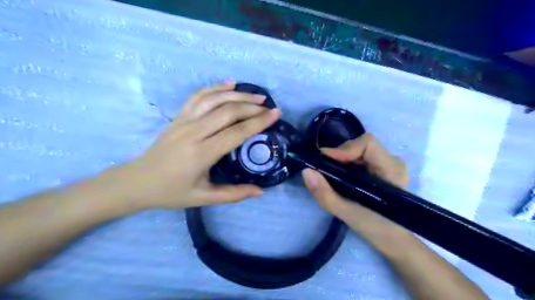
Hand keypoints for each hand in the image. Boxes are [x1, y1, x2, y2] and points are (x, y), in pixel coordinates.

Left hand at [112, 82, 280, 208]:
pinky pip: (198, 96)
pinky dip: (215, 87)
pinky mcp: (178, 116)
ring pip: (215, 100)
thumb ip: (234, 194)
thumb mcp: (204, 198)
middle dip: (252, 107)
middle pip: (228, 112)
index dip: (258, 122)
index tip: (275, 114)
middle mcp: (194, 132)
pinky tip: (229, 84)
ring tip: (256, 95)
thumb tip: (261, 191)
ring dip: (238, 95)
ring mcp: (184, 121)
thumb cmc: (172, 192)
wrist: (137, 182)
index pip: (237, 132)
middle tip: (270, 107)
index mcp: (202, 154)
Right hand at [300, 134, 410, 249]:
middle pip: (361, 145)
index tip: (325, 161)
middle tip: (324, 169)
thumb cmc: (376, 228)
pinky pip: (360, 157)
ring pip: (359, 150)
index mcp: (391, 170)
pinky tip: (340, 177)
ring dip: (341, 160)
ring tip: (331, 175)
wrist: (393, 239)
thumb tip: (306, 172)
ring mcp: (388, 163)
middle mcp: (393, 161)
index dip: (344, 149)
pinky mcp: (382, 168)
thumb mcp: (347, 213)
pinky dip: (346, 164)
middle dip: (339, 155)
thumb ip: (325, 193)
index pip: (367, 143)